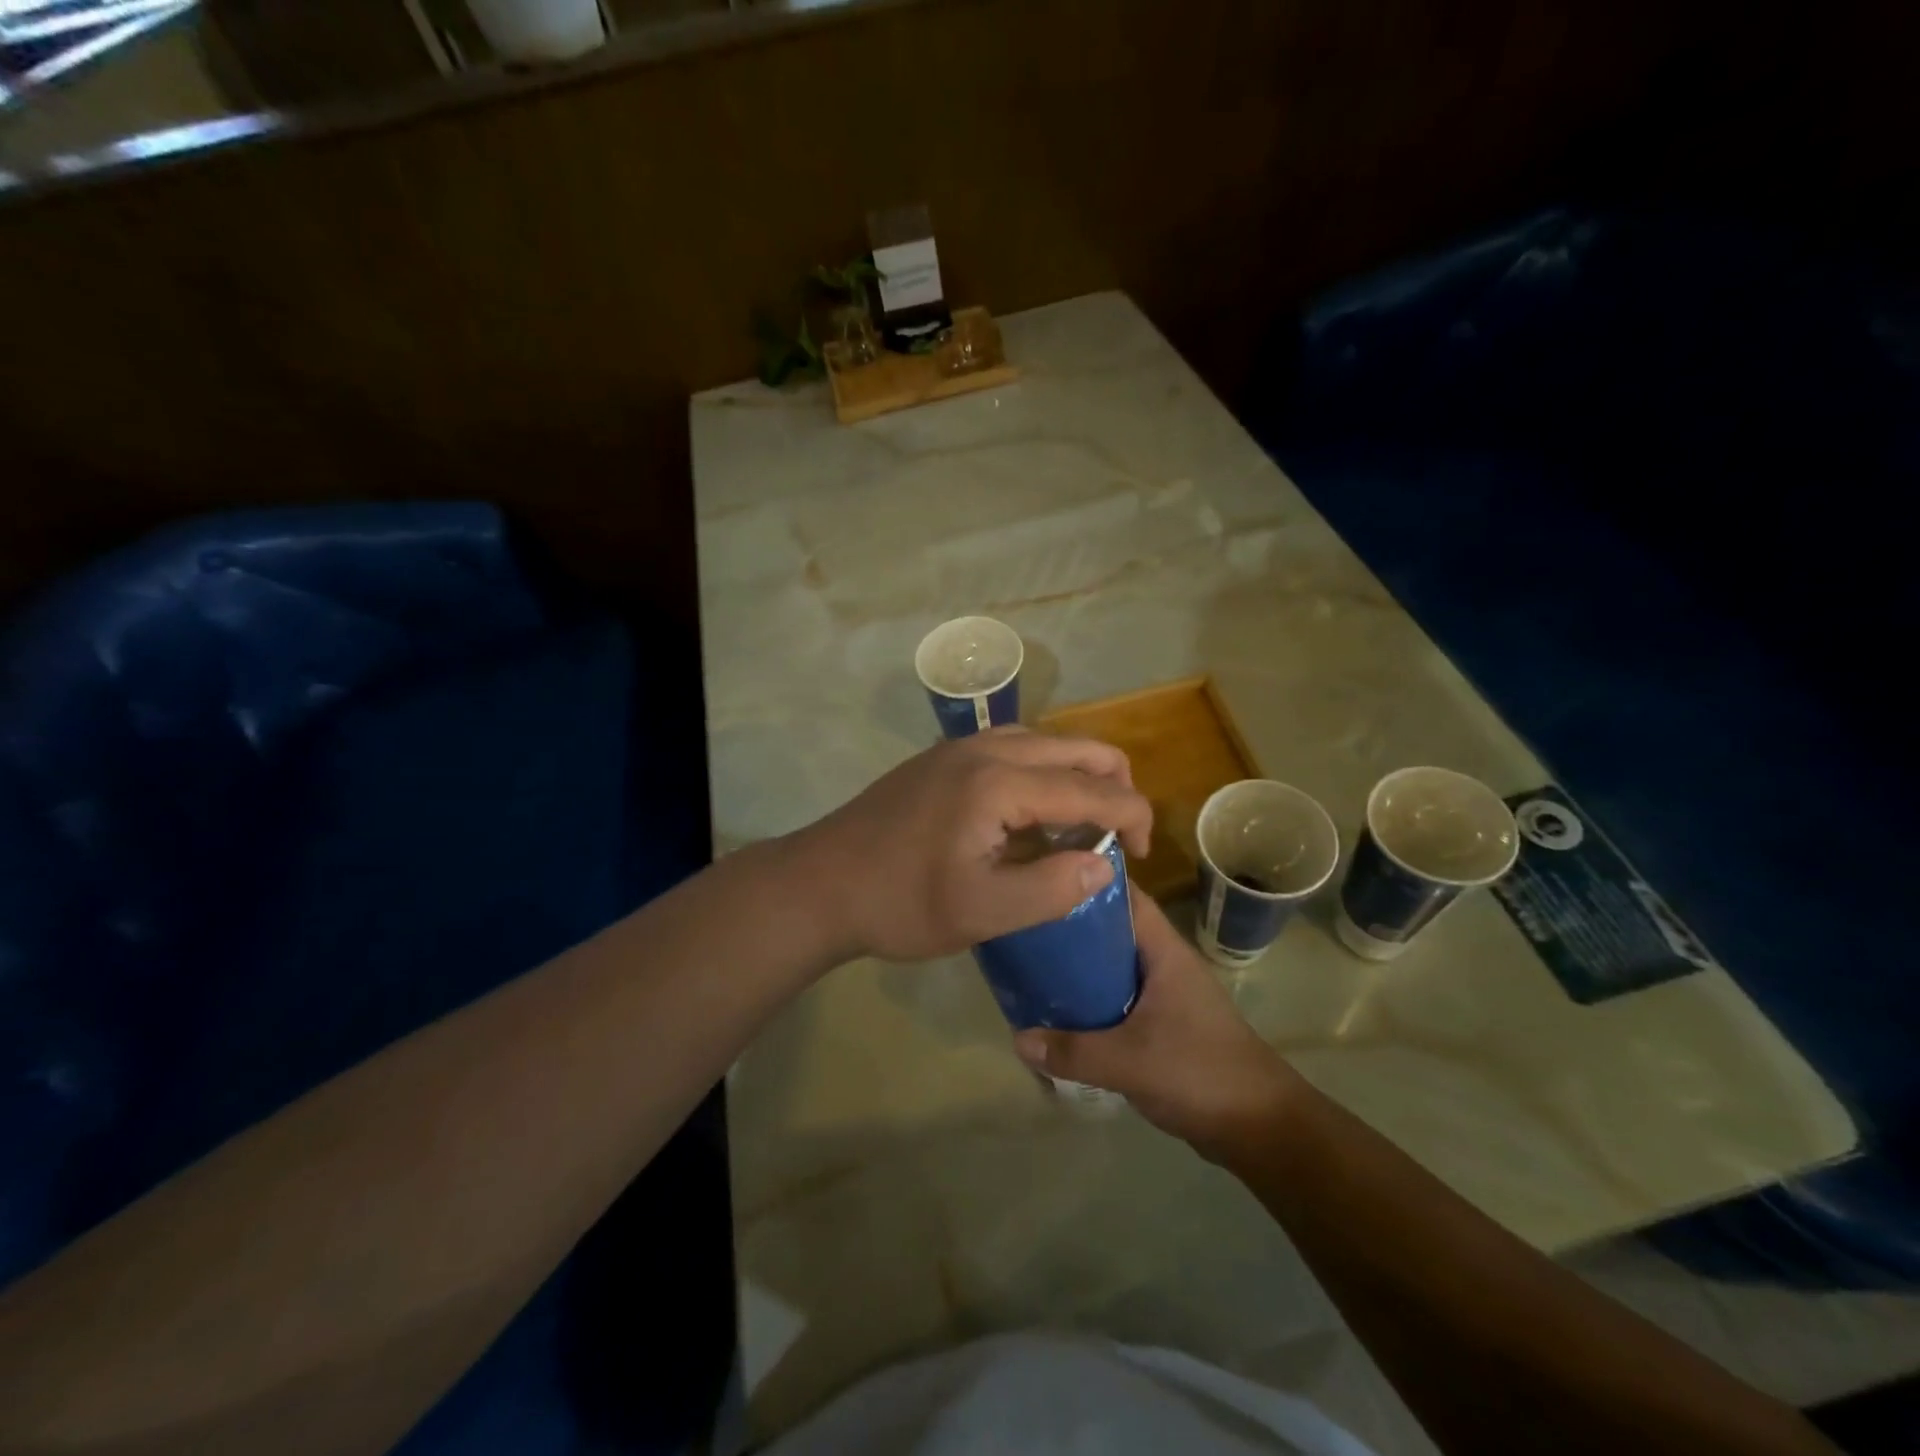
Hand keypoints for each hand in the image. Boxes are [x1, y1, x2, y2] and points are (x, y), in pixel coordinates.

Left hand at [794, 727, 1153, 963]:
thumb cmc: (900, 904)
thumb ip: (1052, 889)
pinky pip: (1010, 749)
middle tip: (1119, 835)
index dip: (1131, 816)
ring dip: (1075, 775)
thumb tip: (1103, 865)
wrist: (820, 884)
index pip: (1091, 788)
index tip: (1143, 854)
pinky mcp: (939, 760)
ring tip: (1080, 825)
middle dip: (1113, 785)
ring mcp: (958, 749)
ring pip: (1043, 741)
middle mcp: (984, 749)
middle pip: (1075, 746)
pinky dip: (1040, 772)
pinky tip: (1030, 814)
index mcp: (1000, 782)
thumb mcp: (983, 912)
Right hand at [1013, 886, 1300, 1157]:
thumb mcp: (1130, 1061)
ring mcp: (1165, 995)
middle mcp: (1164, 964)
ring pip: (1113, 967)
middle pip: (1112, 931)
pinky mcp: (1164, 1025)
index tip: (1044, 875)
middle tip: (1025, 927)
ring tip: (1032, 967)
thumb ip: (1072, 1051)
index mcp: (1164, 952)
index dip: (1088, 880)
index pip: (1125, 896)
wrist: (1261, 1127)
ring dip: (1079, 968)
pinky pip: (1119, 1000)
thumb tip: (1018, 1039)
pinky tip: (1062, 1014)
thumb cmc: (1200, 1073)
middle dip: (1071, 928)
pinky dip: (1092, 1002)